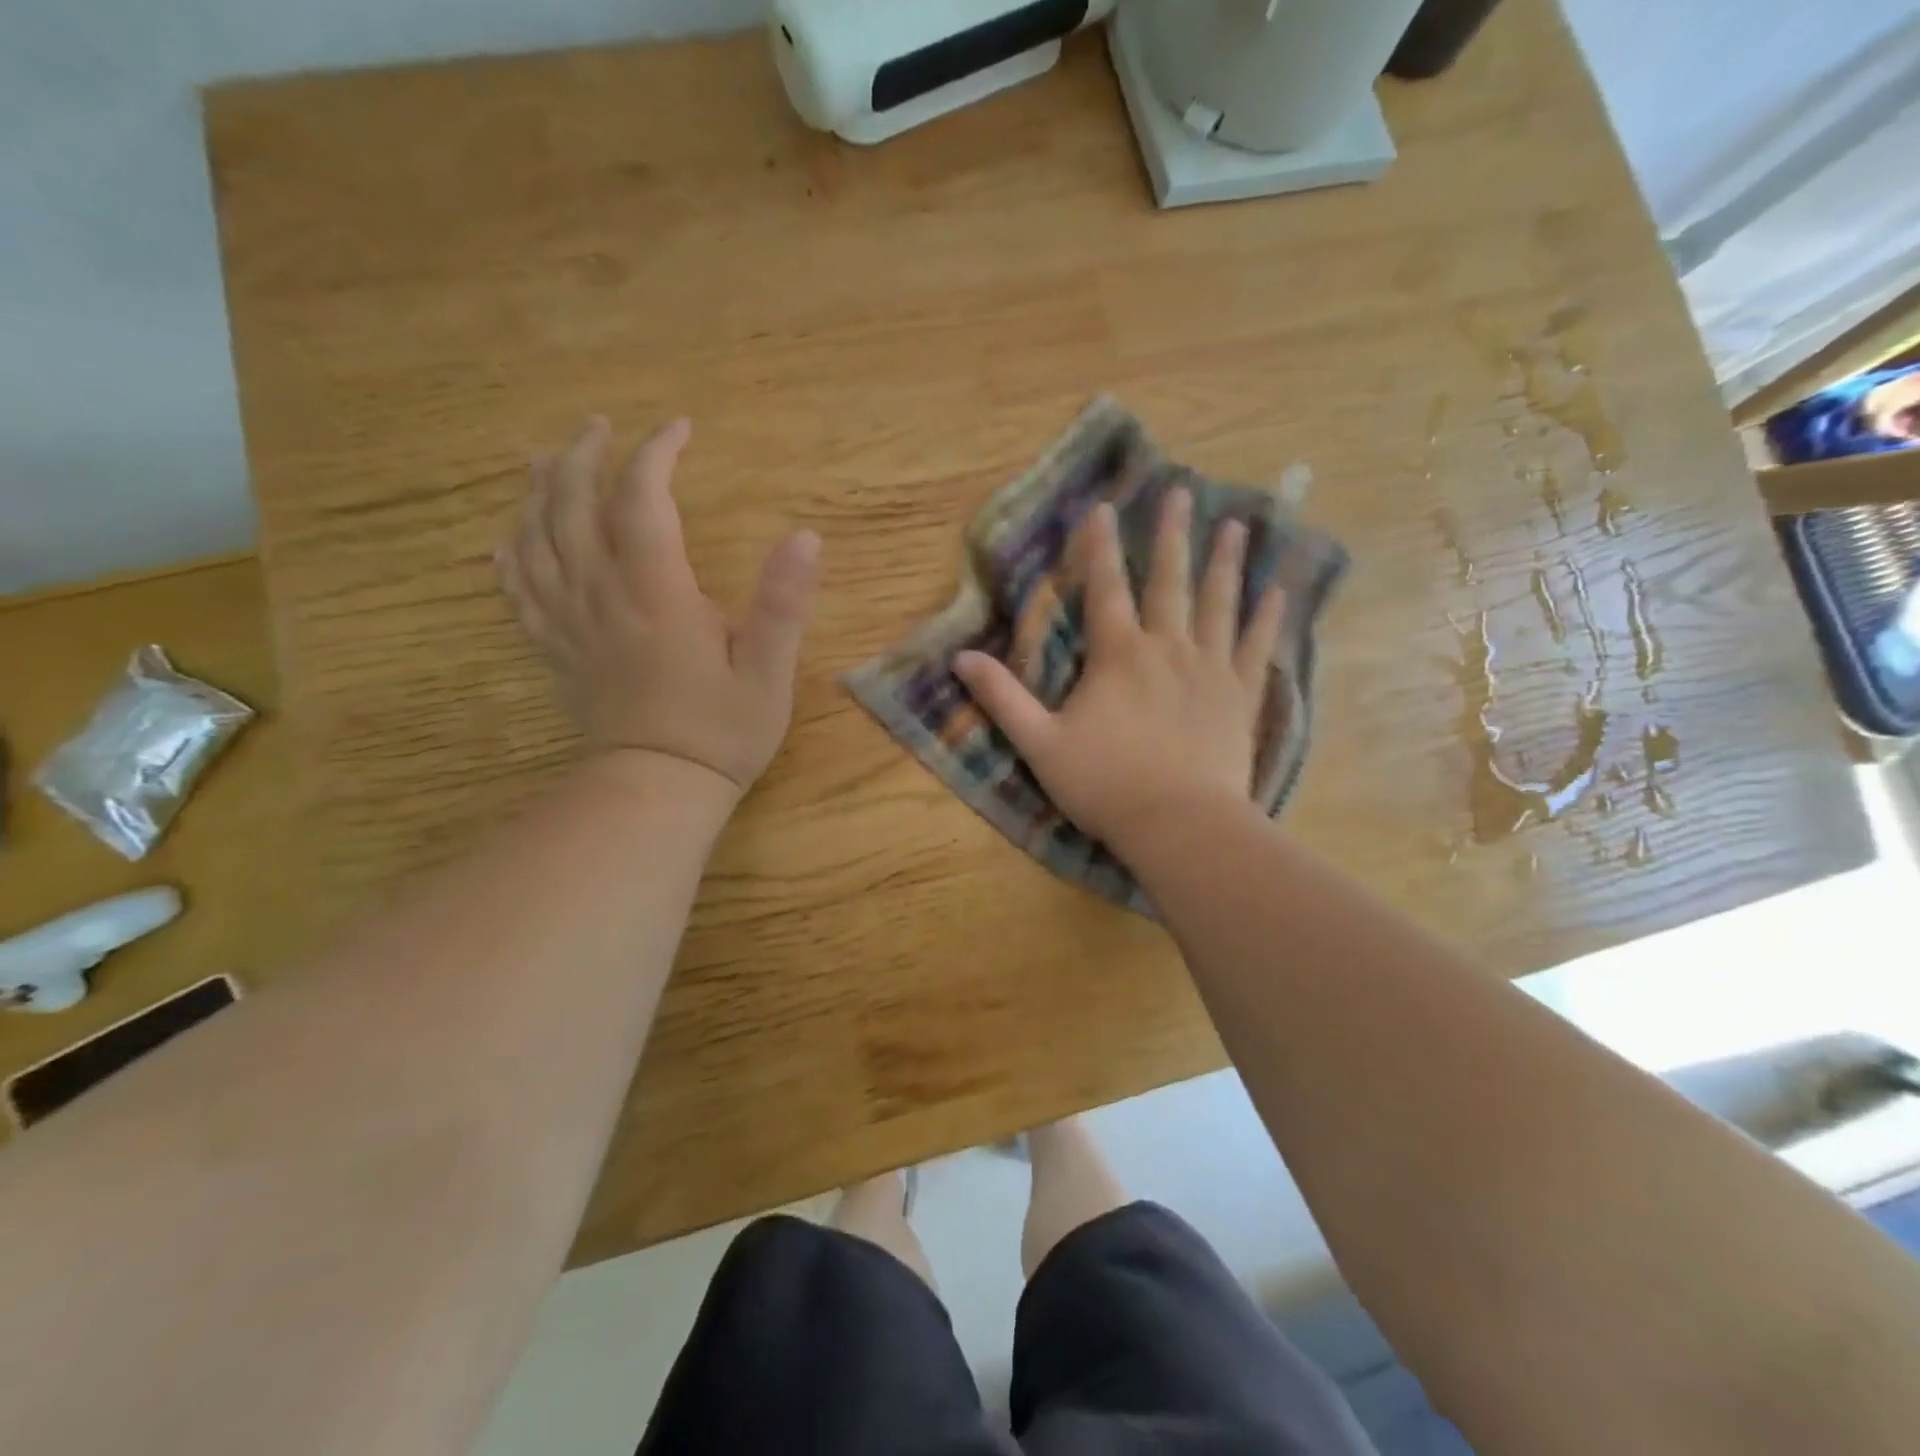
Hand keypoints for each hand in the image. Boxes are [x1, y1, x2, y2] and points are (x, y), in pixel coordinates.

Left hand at [498, 416, 820, 796]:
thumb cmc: (721, 731)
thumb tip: (807, 536)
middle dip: (583, 457)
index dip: (656, 454)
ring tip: (546, 462)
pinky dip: (510, 555)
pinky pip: (518, 591)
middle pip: (572, 505)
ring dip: (538, 492)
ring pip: (535, 539)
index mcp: (657, 593)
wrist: (658, 789)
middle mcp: (602, 595)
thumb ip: (784, 603)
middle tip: (599, 428)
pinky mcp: (557, 650)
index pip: (643, 500)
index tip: (679, 429)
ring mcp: (571, 623)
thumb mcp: (769, 671)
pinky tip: (509, 539)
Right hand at [954, 491, 1283, 850]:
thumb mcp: (1040, 744)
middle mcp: (1167, 648)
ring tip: (1235, 525)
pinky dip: (1268, 618)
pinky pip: (1257, 646)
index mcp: (1118, 656)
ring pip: (1219, 603)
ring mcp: (1210, 669)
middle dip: (1171, 535)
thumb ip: (1002, 698)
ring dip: (1225, 562)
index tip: (1104, 506)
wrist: (1179, 824)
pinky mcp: (1240, 695)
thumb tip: (960, 659)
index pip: (1105, 588)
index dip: (1100, 546)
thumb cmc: (1105, 784)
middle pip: (1169, 581)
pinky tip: (1279, 591)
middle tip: (1181, 491)